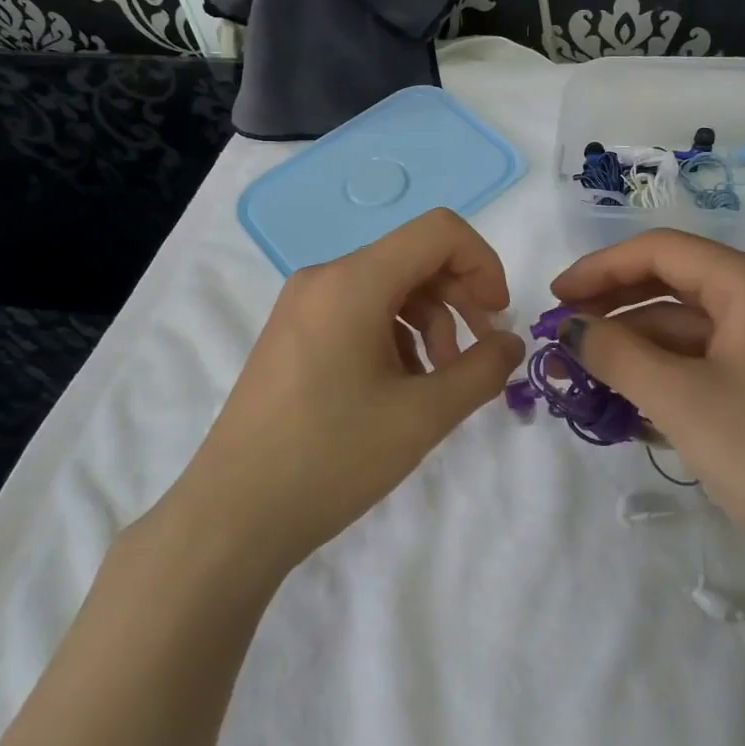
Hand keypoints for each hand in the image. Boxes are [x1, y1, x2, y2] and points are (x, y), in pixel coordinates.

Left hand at [178, 209, 524, 570]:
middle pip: (413, 259)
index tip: (497, 319)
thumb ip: (482, 371)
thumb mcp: (422, 416)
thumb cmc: (332, 458)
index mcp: (353, 281)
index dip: (483, 264)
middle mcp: (323, 278)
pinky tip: (396, 389)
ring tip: (435, 384)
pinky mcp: (291, 334)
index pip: (439, 231)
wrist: (233, 514)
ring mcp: (301, 305)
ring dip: (427, 324)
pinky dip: (392, 337)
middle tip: (476, 357)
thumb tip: (510, 342)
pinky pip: (356, 312)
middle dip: (458, 300)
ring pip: (386, 288)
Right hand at [551, 230, 744, 593]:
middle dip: (612, 308)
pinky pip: (702, 364)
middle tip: (562, 338)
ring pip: (684, 329)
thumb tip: (569, 328)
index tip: (554, 299)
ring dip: (633, 349)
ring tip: (583, 378)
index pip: (661, 251)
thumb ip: (616, 355)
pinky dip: (662, 377)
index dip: (600, 269)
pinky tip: (626, 407)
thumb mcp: (682, 401)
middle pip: (671, 285)